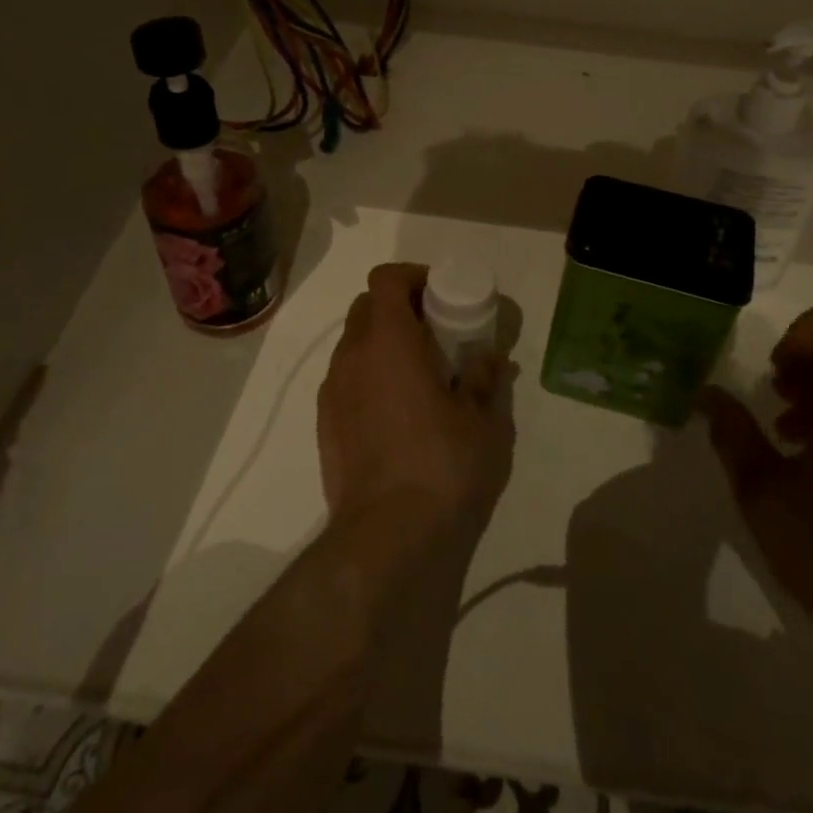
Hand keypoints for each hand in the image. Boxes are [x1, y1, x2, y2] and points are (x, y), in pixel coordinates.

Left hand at [317, 263, 513, 546]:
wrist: (387, 535)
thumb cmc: (441, 464)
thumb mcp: (481, 418)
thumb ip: (483, 377)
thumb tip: (487, 357)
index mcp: (388, 340)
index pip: (385, 279)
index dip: (412, 277)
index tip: (440, 296)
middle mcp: (351, 356)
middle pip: (367, 307)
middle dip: (400, 309)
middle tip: (435, 334)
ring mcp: (332, 391)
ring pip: (354, 345)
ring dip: (384, 345)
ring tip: (419, 377)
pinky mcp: (324, 424)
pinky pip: (346, 380)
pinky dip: (369, 377)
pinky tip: (397, 413)